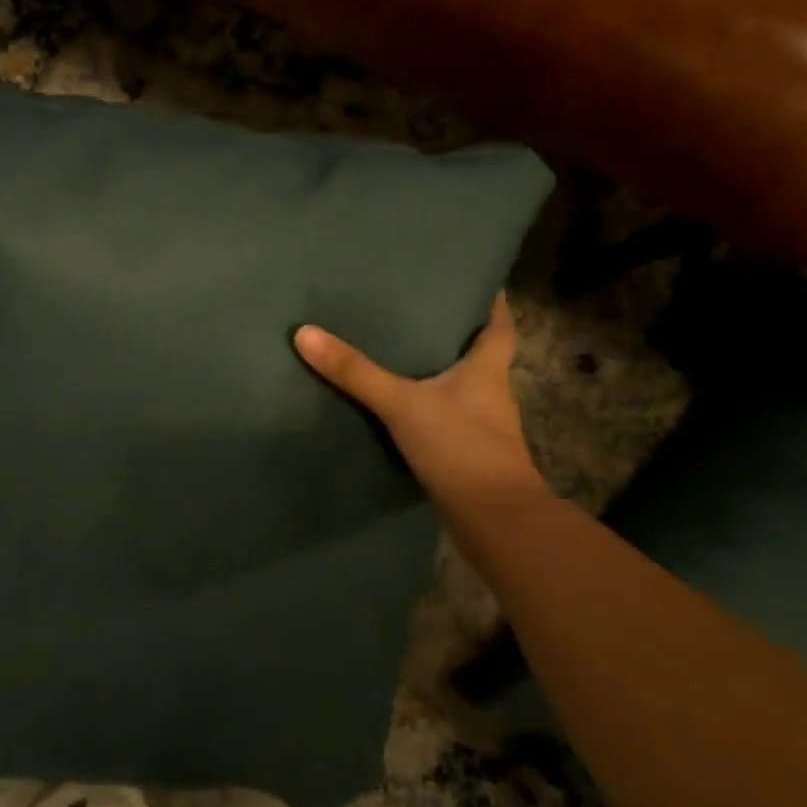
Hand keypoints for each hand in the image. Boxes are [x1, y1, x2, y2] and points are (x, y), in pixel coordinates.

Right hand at [294, 293, 545, 515]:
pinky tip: (402, 408)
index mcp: (487, 371)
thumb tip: (306, 333)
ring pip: (464, 390)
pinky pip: (448, 420)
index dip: (494, 304)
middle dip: (457, 335)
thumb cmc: (461, 447)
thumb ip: (356, 372)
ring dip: (442, 374)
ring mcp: (483, 429)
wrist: (495, 523)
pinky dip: (431, 410)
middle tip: (421, 311)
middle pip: (481, 355)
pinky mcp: (469, 457)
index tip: (480, 283)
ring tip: (403, 354)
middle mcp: (491, 395)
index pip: (500, 326)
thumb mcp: (402, 403)